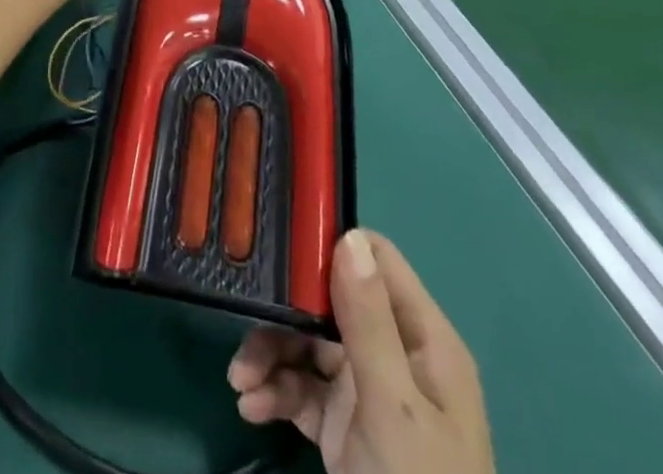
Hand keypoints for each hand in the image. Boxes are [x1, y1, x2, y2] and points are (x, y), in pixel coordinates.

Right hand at [230, 230, 493, 473]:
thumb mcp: (392, 406)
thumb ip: (368, 322)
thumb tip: (347, 234)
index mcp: (422, 339)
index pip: (376, 262)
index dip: (331, 248)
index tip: (283, 250)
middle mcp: (396, 355)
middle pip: (331, 303)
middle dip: (285, 313)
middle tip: (245, 325)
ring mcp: (369, 392)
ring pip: (310, 345)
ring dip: (271, 355)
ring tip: (240, 381)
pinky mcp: (344, 428)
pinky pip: (304, 391)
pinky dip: (275, 393)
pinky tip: (250, 407)